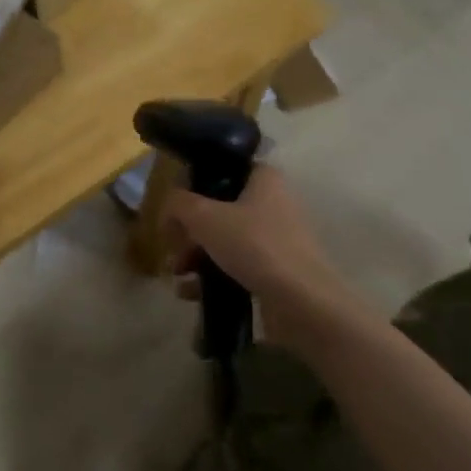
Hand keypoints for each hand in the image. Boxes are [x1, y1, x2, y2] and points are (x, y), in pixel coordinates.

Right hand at [161, 166, 358, 323]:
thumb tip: (169, 205)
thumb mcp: (204, 217)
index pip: (225, 169)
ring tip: (177, 273)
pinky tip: (189, 292)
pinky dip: (212, 276)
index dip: (196, 183)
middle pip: (220, 209)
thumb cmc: (253, 246)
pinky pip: (235, 267)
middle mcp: (273, 204)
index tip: (176, 204)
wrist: (301, 302)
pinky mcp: (275, 271)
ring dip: (196, 255)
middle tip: (172, 245)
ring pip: (225, 240)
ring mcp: (276, 240)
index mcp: (264, 180)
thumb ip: (179, 203)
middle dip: (190, 230)